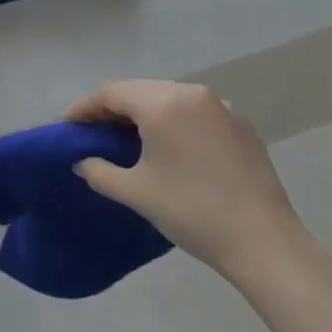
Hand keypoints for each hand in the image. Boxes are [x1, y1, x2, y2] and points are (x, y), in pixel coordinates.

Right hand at [66, 79, 311, 284]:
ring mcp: (221, 107)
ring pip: (169, 98)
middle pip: (140, 90)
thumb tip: (83, 162)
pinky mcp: (241, 125)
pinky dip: (174, 121)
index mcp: (163, 103)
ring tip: (128, 139)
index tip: (67, 126)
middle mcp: (192, 93)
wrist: (264, 241)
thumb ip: (100, 172)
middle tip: (94, 132)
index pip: (112, 92)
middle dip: (114, 108)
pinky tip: (169, 147)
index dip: (86, 107)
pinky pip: (195, 112)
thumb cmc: (191, 211)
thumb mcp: (136, 192)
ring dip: (144, 113)